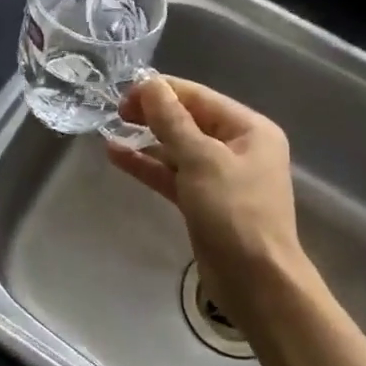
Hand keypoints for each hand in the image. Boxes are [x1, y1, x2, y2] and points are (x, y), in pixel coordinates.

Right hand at [106, 77, 303, 315]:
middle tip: (116, 112)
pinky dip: (148, 165)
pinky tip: (117, 155)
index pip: (200, 97)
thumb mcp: (201, 160)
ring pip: (178, 148)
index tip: (124, 93)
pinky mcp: (204, 201)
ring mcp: (221, 176)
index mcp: (250, 129)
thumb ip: (173, 121)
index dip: (162, 91)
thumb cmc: (234, 212)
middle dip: (153, 114)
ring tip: (110, 130)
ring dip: (147, 140)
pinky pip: (173, 174)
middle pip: (189, 120)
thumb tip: (149, 84)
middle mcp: (238, 147)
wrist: (255, 280)